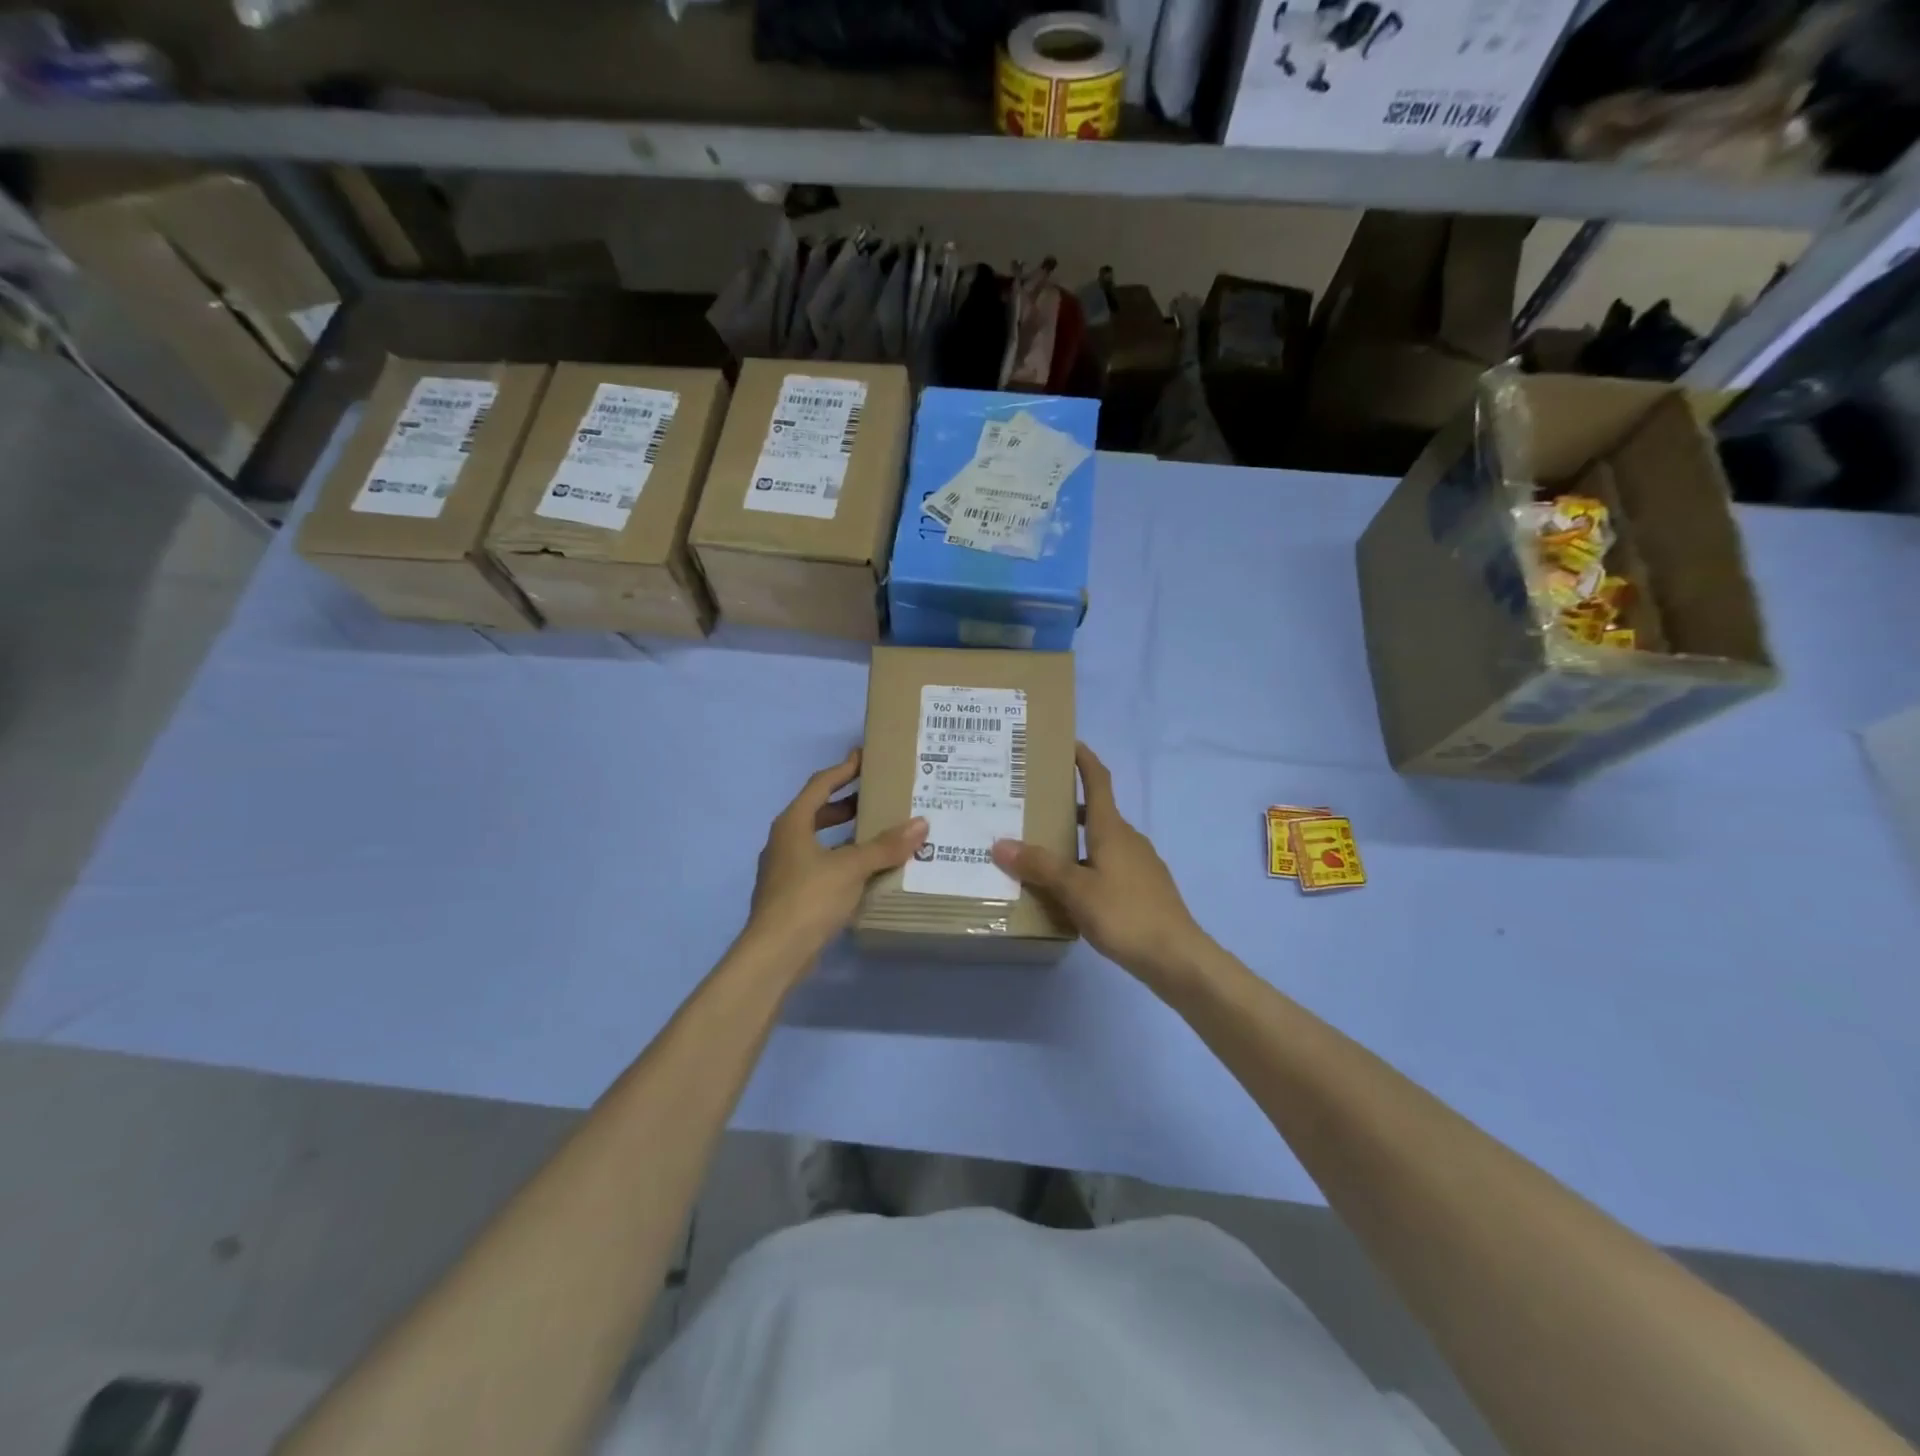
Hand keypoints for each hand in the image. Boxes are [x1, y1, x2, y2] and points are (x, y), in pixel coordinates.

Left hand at [746, 750, 927, 971]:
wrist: (774, 954)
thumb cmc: (809, 898)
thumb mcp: (852, 867)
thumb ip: (886, 845)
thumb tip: (921, 823)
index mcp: (793, 823)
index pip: (820, 785)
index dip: (844, 770)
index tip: (865, 757)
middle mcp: (784, 841)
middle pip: (817, 811)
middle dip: (847, 803)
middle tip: (878, 797)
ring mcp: (784, 869)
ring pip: (819, 841)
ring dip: (845, 834)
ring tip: (878, 833)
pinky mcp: (790, 894)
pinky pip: (820, 865)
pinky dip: (842, 860)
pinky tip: (865, 871)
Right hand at [991, 743, 1211, 984]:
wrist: (1177, 958)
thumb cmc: (1125, 914)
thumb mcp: (1075, 890)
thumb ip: (1039, 866)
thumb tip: (1000, 843)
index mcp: (1112, 829)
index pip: (1099, 781)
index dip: (1084, 760)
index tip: (1068, 743)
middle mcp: (1128, 840)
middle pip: (1096, 812)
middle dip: (1067, 806)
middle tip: (1033, 807)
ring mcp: (1139, 865)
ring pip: (1101, 842)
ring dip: (1074, 841)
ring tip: (1042, 853)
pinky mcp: (1143, 890)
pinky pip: (1108, 866)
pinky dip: (1086, 866)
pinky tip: (1070, 891)